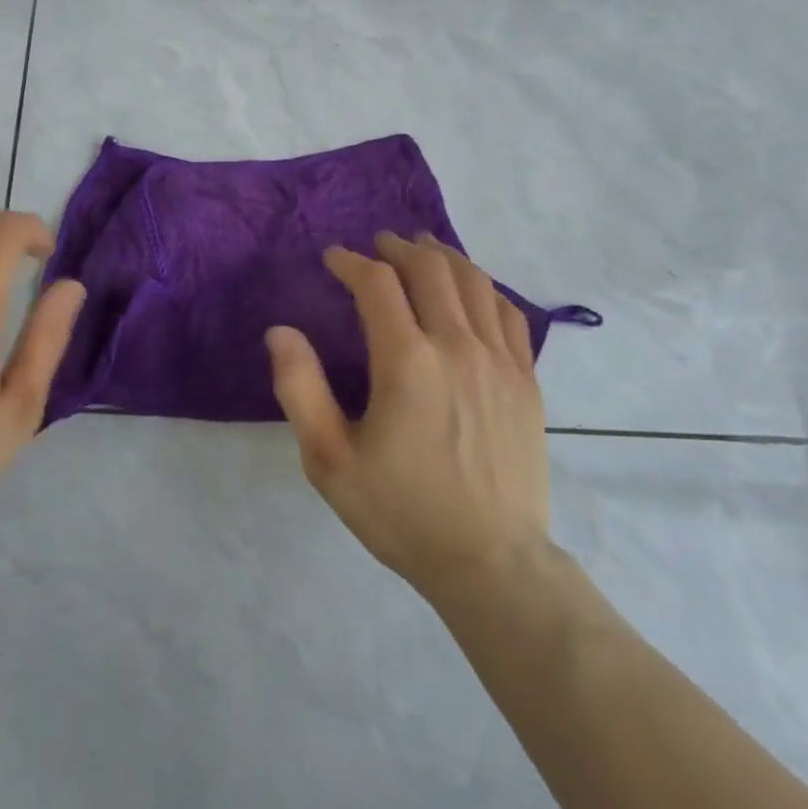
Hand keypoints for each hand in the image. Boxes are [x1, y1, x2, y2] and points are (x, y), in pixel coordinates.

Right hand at [267, 231, 553, 600]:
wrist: (491, 563)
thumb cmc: (401, 512)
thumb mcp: (329, 460)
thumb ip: (300, 389)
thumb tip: (281, 331)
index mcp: (406, 361)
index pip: (376, 283)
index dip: (351, 262)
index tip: (334, 258)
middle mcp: (456, 346)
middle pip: (429, 269)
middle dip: (398, 248)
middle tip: (378, 244)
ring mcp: (499, 361)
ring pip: (473, 282)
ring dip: (443, 257)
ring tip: (422, 248)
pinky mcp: (526, 380)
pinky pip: (509, 313)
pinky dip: (485, 287)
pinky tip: (472, 288)